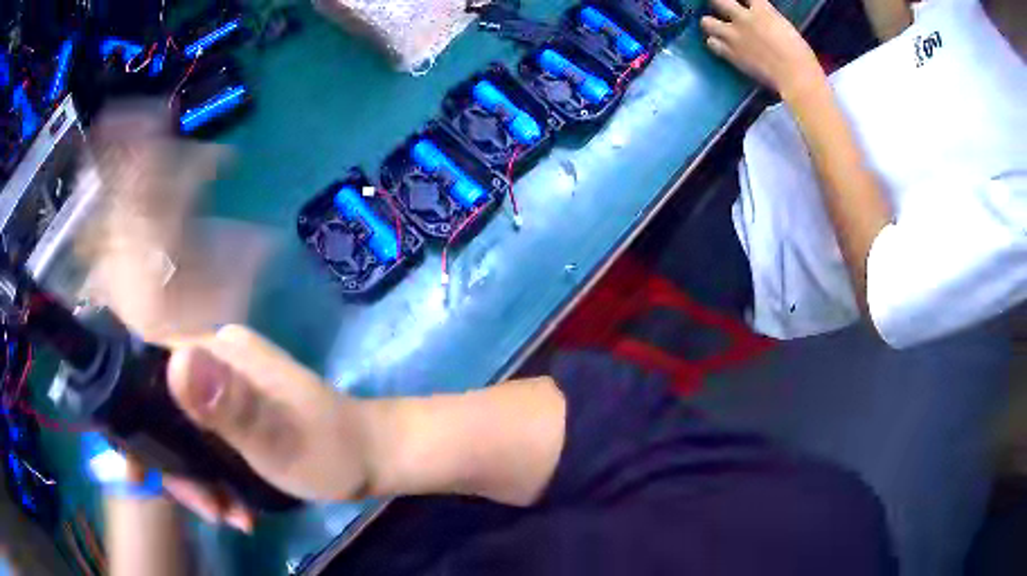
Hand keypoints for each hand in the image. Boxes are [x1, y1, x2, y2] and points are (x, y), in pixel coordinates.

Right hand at [159, 326, 375, 529]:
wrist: (373, 457)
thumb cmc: (329, 449)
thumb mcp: (276, 437)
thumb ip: (228, 405)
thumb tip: (175, 360)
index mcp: (217, 351)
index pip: (149, 372)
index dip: (134, 422)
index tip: (140, 476)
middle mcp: (214, 361)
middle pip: (163, 411)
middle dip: (176, 468)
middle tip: (208, 509)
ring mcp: (225, 388)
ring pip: (183, 434)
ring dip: (198, 481)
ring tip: (229, 516)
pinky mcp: (236, 412)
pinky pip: (205, 444)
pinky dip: (213, 478)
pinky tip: (236, 509)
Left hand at [701, 0, 824, 97]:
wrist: (796, 77)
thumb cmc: (801, 56)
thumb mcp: (786, 28)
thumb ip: (769, 20)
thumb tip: (765, 22)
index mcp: (763, 10)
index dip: (741, 0)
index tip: (741, 3)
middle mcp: (744, 18)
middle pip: (718, 0)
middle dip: (718, 3)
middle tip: (723, 9)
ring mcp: (735, 35)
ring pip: (707, 22)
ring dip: (710, 24)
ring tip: (717, 29)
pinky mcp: (731, 54)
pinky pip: (711, 43)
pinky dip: (714, 44)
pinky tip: (721, 46)